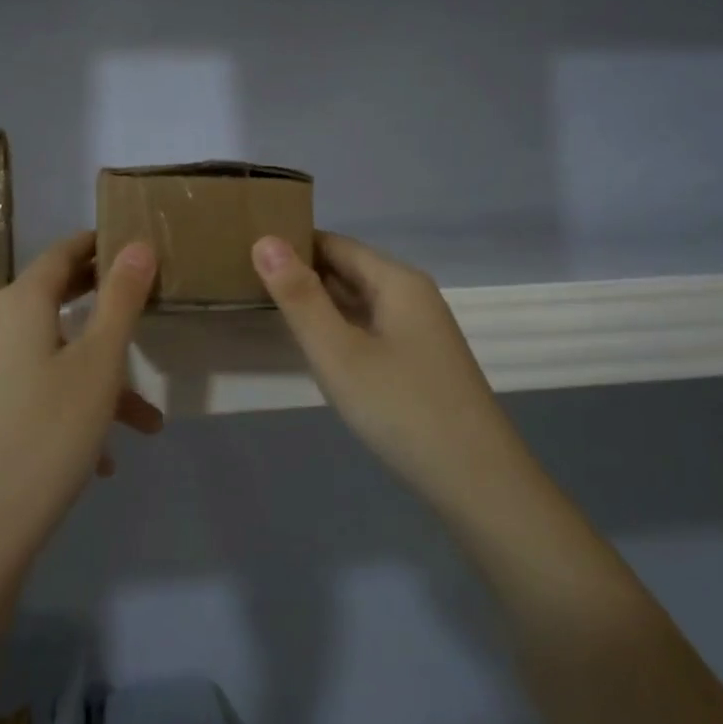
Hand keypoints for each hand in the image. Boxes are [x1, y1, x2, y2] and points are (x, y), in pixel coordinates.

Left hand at [0, 232, 162, 560]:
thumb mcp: (99, 364)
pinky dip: (68, 407)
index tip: (132, 247)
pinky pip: (32, 392)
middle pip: (55, 303)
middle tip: (144, 309)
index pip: (61, 254)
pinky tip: (100, 459)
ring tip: (144, 423)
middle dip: (105, 313)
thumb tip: (137, 245)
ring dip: (98, 380)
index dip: (97, 246)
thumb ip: (120, 300)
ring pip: (51, 359)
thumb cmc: (47, 433)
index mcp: (19, 305)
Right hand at [252, 232, 518, 517]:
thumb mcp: (338, 352)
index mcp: (397, 281)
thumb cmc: (401, 409)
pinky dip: (339, 327)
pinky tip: (314, 344)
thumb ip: (299, 297)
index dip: (291, 243)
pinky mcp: (419, 360)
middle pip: (348, 268)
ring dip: (318, 301)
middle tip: (244, 277)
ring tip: (266, 304)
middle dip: (301, 271)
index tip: (244, 249)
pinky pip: (370, 327)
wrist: (478, 482)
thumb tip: (265, 240)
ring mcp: (419, 330)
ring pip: (359, 301)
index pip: (334, 243)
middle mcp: (412, 295)